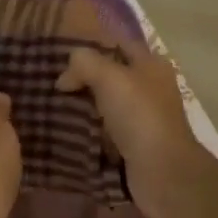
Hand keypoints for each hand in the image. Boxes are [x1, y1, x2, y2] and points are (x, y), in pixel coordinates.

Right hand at [58, 36, 208, 217]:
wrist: (163, 174)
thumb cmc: (140, 116)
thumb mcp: (109, 77)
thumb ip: (84, 63)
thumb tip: (65, 77)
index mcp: (151, 63)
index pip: (117, 44)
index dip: (90, 45)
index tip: (60, 54)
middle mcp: (150, 86)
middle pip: (111, 74)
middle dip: (84, 78)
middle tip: (53, 83)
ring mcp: (144, 117)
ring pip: (107, 103)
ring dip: (85, 106)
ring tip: (55, 107)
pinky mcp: (136, 144)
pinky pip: (107, 130)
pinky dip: (90, 130)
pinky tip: (69, 131)